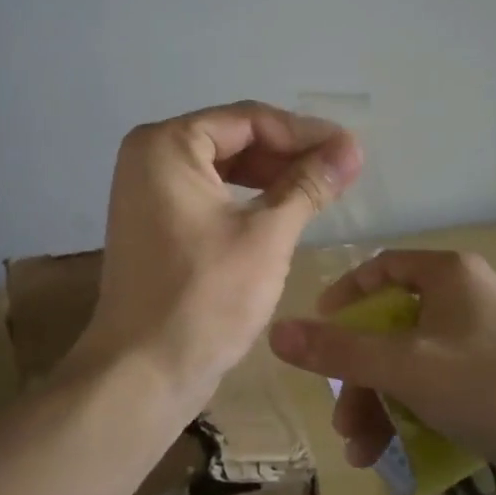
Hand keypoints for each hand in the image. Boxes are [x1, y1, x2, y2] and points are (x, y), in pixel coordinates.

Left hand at [81, 102, 361, 418]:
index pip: (249, 121)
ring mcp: (147, 190)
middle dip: (289, 153)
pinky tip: (284, 209)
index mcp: (166, 145)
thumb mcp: (267, 235)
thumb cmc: (205, 298)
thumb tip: (352, 148)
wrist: (143, 373)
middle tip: (341, 169)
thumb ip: (309, 184)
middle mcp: (149, 156)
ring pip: (223, 166)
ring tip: (322, 188)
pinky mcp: (155, 221)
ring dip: (272, 175)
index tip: (351, 150)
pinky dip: (247, 197)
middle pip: (234, 139)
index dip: (305, 133)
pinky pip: (209, 193)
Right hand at [268, 249, 495, 483]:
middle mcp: (466, 296)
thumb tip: (276, 332)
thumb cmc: (488, 386)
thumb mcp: (405, 367)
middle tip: (341, 419)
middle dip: (360, 377)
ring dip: (381, 404)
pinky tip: (394, 452)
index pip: (381, 267)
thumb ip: (339, 350)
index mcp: (448, 275)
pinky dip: (412, 410)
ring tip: (362, 452)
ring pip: (412, 361)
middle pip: (392, 327)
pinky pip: (439, 381)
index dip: (344, 295)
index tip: (318, 330)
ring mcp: (484, 336)